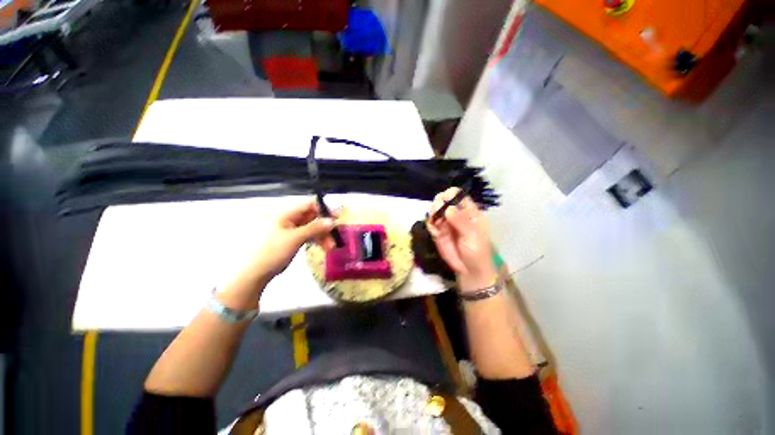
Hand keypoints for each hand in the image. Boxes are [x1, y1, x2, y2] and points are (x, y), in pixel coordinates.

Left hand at [251, 200, 336, 279]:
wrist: (256, 273)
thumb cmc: (273, 252)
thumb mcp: (295, 238)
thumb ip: (314, 228)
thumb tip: (332, 221)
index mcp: (286, 214)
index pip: (309, 205)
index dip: (323, 210)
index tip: (336, 219)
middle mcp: (289, 219)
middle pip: (312, 217)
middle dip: (325, 226)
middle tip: (335, 237)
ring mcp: (291, 230)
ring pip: (312, 227)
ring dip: (323, 236)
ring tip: (330, 247)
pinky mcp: (293, 239)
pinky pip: (308, 235)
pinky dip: (317, 240)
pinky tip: (323, 247)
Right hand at [427, 188, 496, 292]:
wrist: (469, 270)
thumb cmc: (477, 251)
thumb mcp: (473, 236)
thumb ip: (461, 221)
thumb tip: (448, 208)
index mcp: (469, 212)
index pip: (458, 195)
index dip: (450, 195)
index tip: (445, 200)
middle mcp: (456, 214)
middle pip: (443, 200)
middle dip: (439, 202)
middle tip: (437, 211)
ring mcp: (445, 223)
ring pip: (435, 210)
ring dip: (433, 212)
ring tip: (435, 220)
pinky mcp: (437, 232)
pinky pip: (430, 223)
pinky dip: (430, 223)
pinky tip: (433, 229)